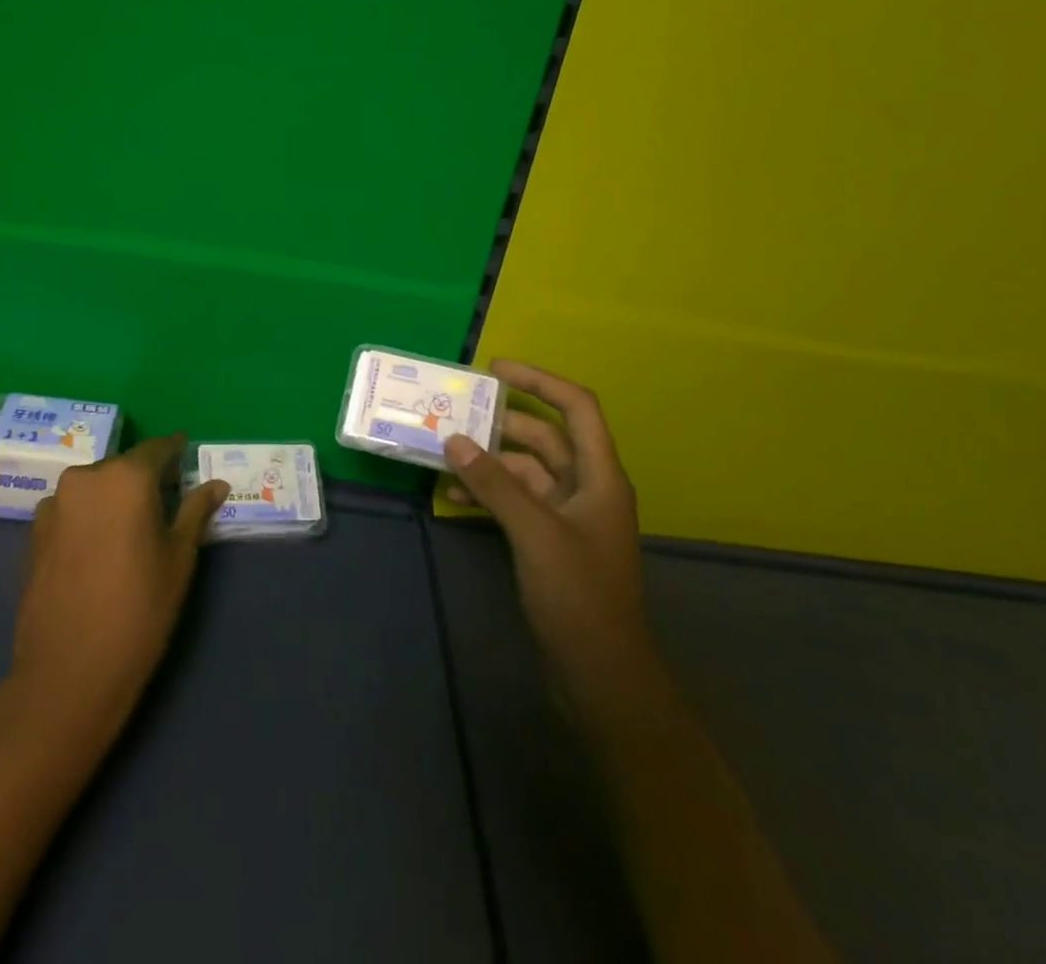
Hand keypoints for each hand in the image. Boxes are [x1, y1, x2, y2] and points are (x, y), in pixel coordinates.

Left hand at [12, 435, 228, 720]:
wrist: (69, 670)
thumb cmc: (140, 609)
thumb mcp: (179, 558)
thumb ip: (195, 511)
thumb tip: (217, 484)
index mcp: (126, 477)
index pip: (157, 449)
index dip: (175, 451)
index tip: (186, 455)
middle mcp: (86, 477)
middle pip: (123, 466)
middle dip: (143, 478)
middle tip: (163, 503)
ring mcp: (54, 503)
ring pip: (94, 487)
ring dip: (112, 498)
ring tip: (128, 530)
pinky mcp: (34, 531)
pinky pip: (71, 509)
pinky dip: (87, 516)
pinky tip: (97, 549)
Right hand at [445, 360, 652, 688]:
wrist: (601, 676)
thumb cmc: (578, 596)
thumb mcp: (535, 533)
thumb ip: (495, 484)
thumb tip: (453, 440)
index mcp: (599, 476)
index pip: (576, 407)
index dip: (539, 380)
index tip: (495, 369)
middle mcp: (586, 487)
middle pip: (544, 437)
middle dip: (501, 422)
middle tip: (455, 411)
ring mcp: (567, 516)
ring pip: (525, 470)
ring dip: (488, 460)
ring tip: (444, 453)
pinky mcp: (549, 541)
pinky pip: (516, 501)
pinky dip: (488, 493)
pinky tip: (454, 495)